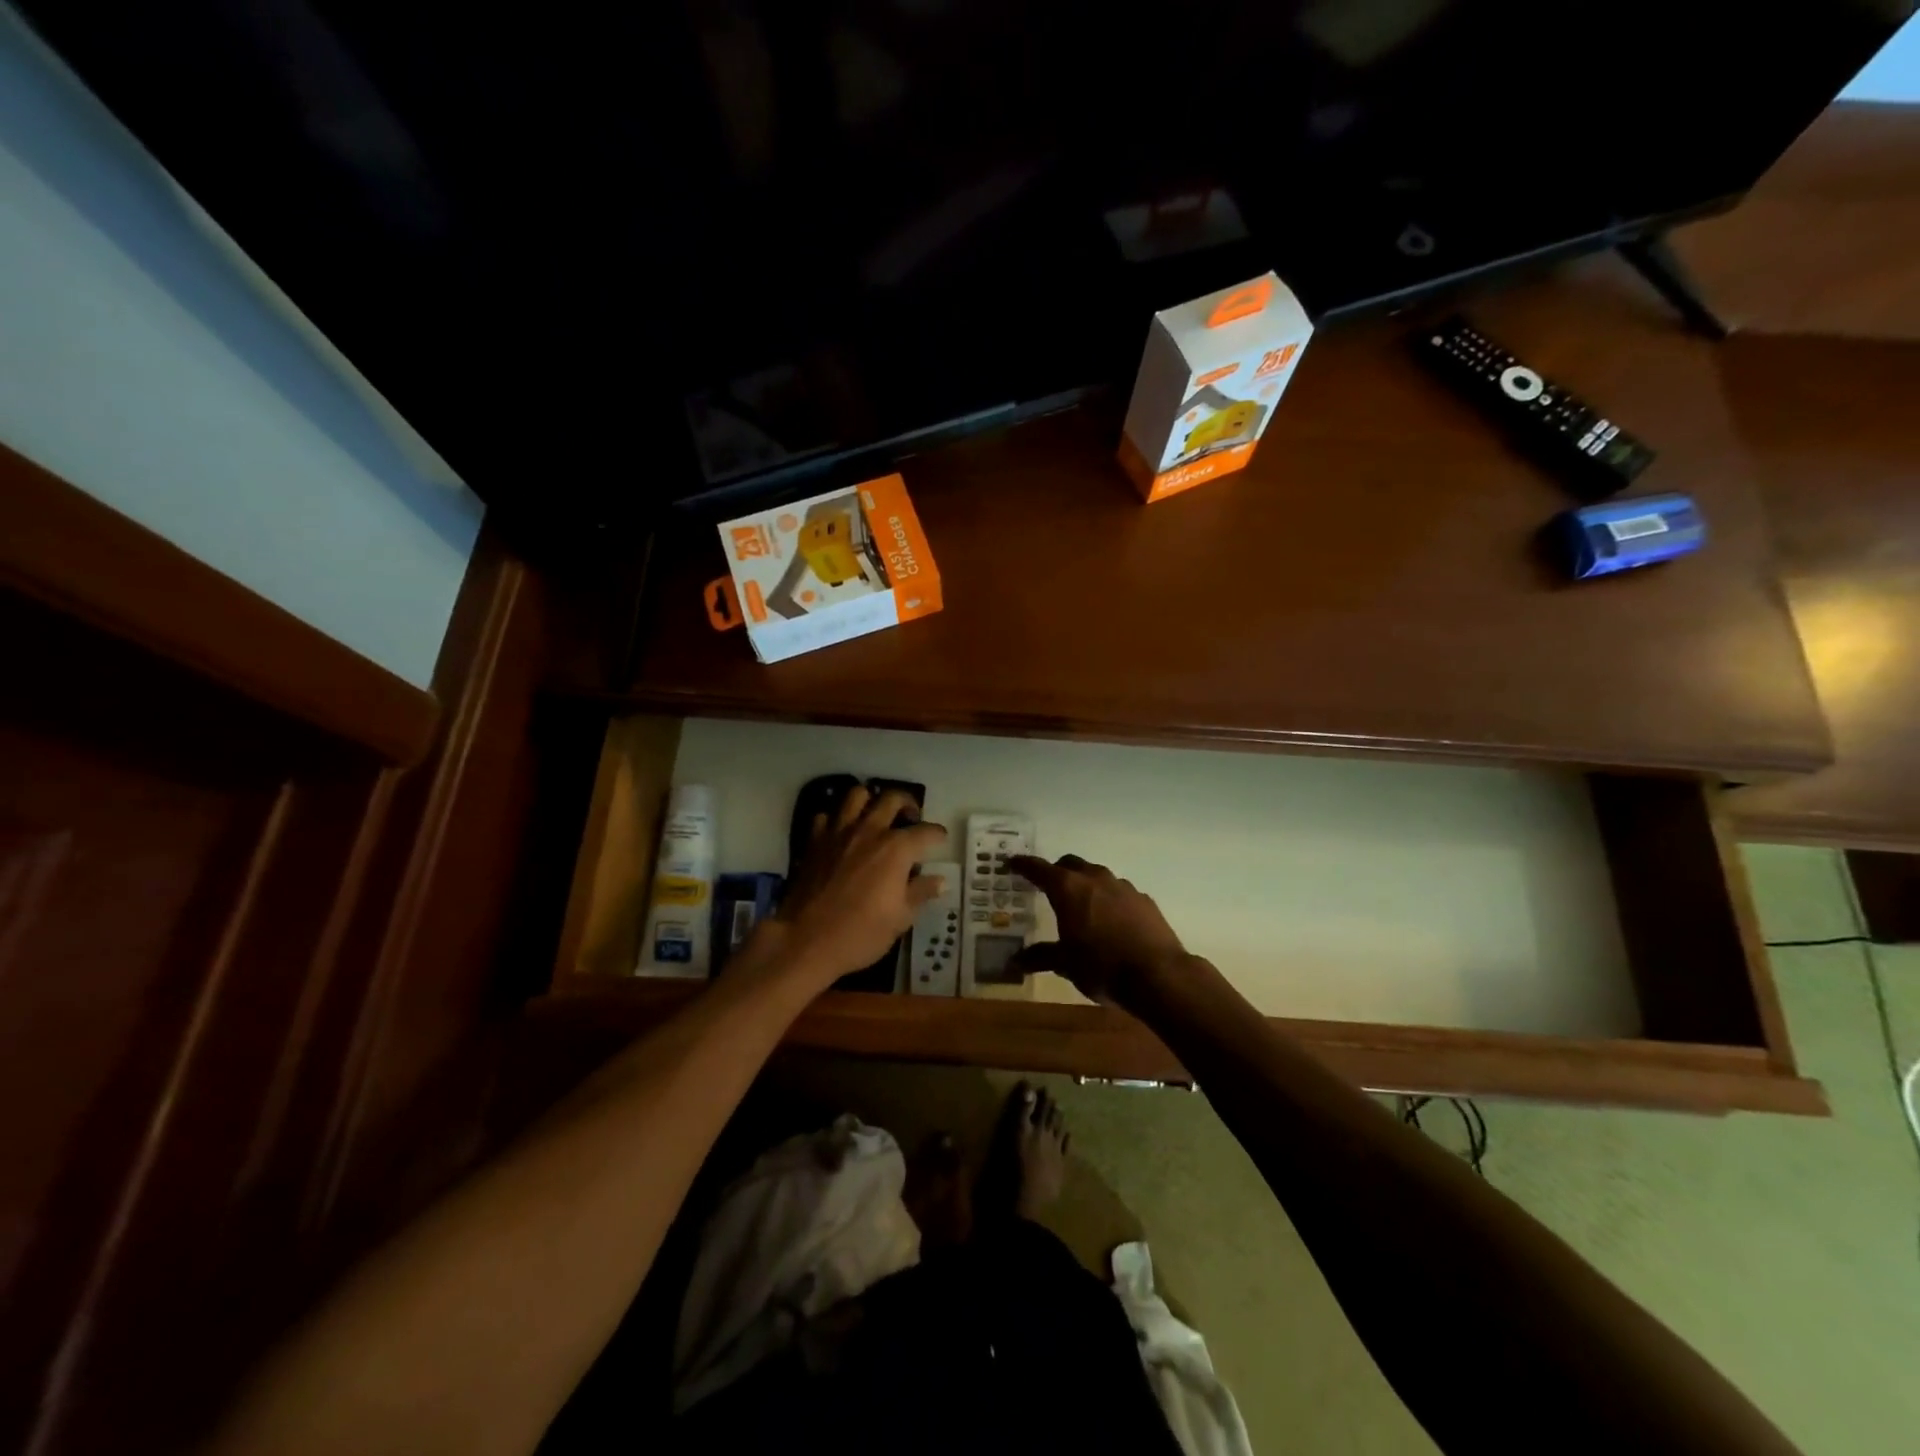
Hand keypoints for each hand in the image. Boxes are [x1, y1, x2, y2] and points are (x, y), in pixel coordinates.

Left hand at [763, 786, 947, 991]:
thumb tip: (939, 880)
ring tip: (875, 816)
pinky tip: (841, 835)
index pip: (926, 831)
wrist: (806, 941)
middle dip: (907, 803)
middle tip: (911, 817)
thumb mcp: (900, 918)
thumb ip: (920, 893)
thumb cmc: (860, 933)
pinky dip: (836, 821)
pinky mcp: (815, 841)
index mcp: (896, 849)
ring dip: (870, 801)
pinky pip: (827, 817)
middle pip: (892, 799)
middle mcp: (870, 831)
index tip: (941, 839)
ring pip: (857, 795)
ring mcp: (839, 832)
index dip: (937, 834)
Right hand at [1007, 854, 1189, 1005]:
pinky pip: (1119, 892)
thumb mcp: (1065, 964)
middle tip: (1048, 886)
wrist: (1158, 975)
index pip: (1039, 868)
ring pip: (1097, 876)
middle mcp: (1094, 879)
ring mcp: (1123, 887)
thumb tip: (1015, 961)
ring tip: (1081, 905)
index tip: (1013, 863)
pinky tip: (1111, 921)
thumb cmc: (1101, 967)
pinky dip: (1109, 900)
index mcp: (1068, 889)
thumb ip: (1041, 957)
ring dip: (1086, 885)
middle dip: (1057, 871)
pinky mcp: (1144, 900)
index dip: (1024, 865)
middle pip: (1070, 864)